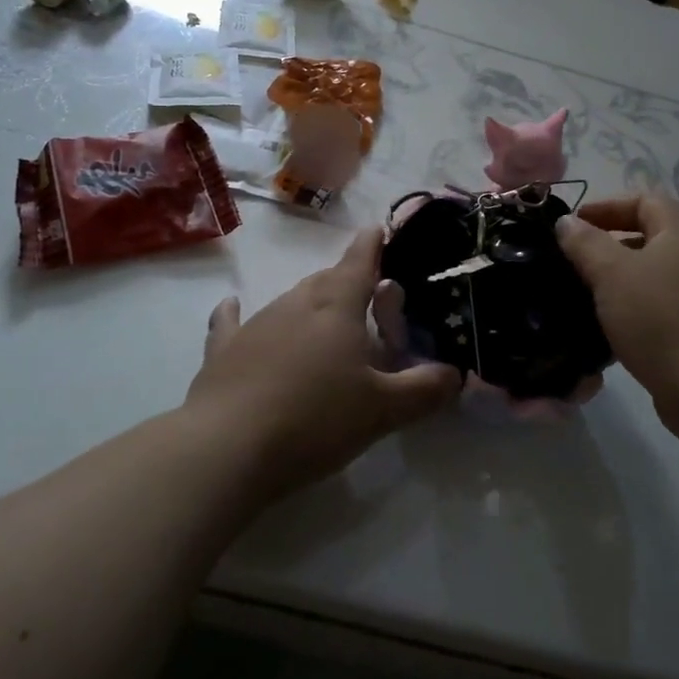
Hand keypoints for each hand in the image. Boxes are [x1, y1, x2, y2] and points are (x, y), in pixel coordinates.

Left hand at [187, 229, 461, 497]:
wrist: (227, 449)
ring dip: (310, 304)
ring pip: (290, 300)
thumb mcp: (383, 410)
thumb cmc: (316, 419)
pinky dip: (237, 313)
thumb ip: (424, 389)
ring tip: (325, 323)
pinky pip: (231, 322)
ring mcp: (255, 323)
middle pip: (326, 279)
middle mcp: (296, 303)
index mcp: (337, 306)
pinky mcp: (223, 350)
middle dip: (348, 281)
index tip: (380, 229)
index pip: (360, 261)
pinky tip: (232, 306)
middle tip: (368, 300)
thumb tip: (455, 374)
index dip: (373, 244)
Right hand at [556, 193, 678, 438]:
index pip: (642, 200)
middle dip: (608, 243)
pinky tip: (609, 325)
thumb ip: (585, 243)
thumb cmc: (659, 319)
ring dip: (619, 277)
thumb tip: (566, 221)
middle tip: (573, 259)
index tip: (570, 226)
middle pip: (649, 233)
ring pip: (653, 271)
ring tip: (585, 292)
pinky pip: (661, 302)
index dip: (604, 207)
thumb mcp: (612, 274)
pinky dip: (634, 305)